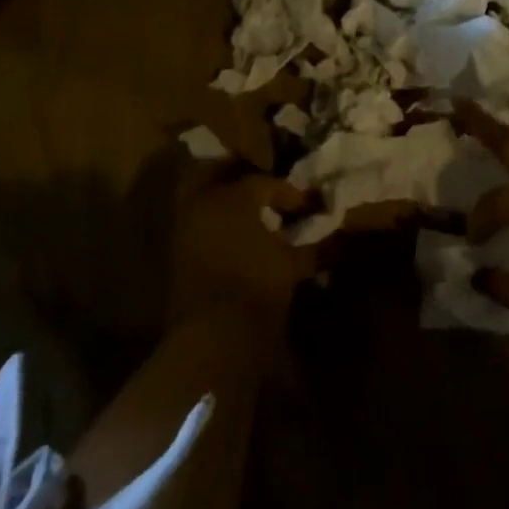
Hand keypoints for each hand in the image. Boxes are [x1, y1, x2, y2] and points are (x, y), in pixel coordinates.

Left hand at [166, 164, 315, 333]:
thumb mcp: (294, 263)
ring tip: (255, 217)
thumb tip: (332, 234)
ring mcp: (185, 227)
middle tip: (269, 194)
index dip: (290, 193)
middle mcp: (204, 202)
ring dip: (228, 202)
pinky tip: (237, 240)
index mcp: (234, 196)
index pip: (266, 183)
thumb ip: (314, 244)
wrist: (213, 334)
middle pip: (221, 174)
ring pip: (204, 197)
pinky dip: (216, 224)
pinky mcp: (176, 253)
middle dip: (245, 180)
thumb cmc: (257, 285)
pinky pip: (198, 224)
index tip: (307, 206)